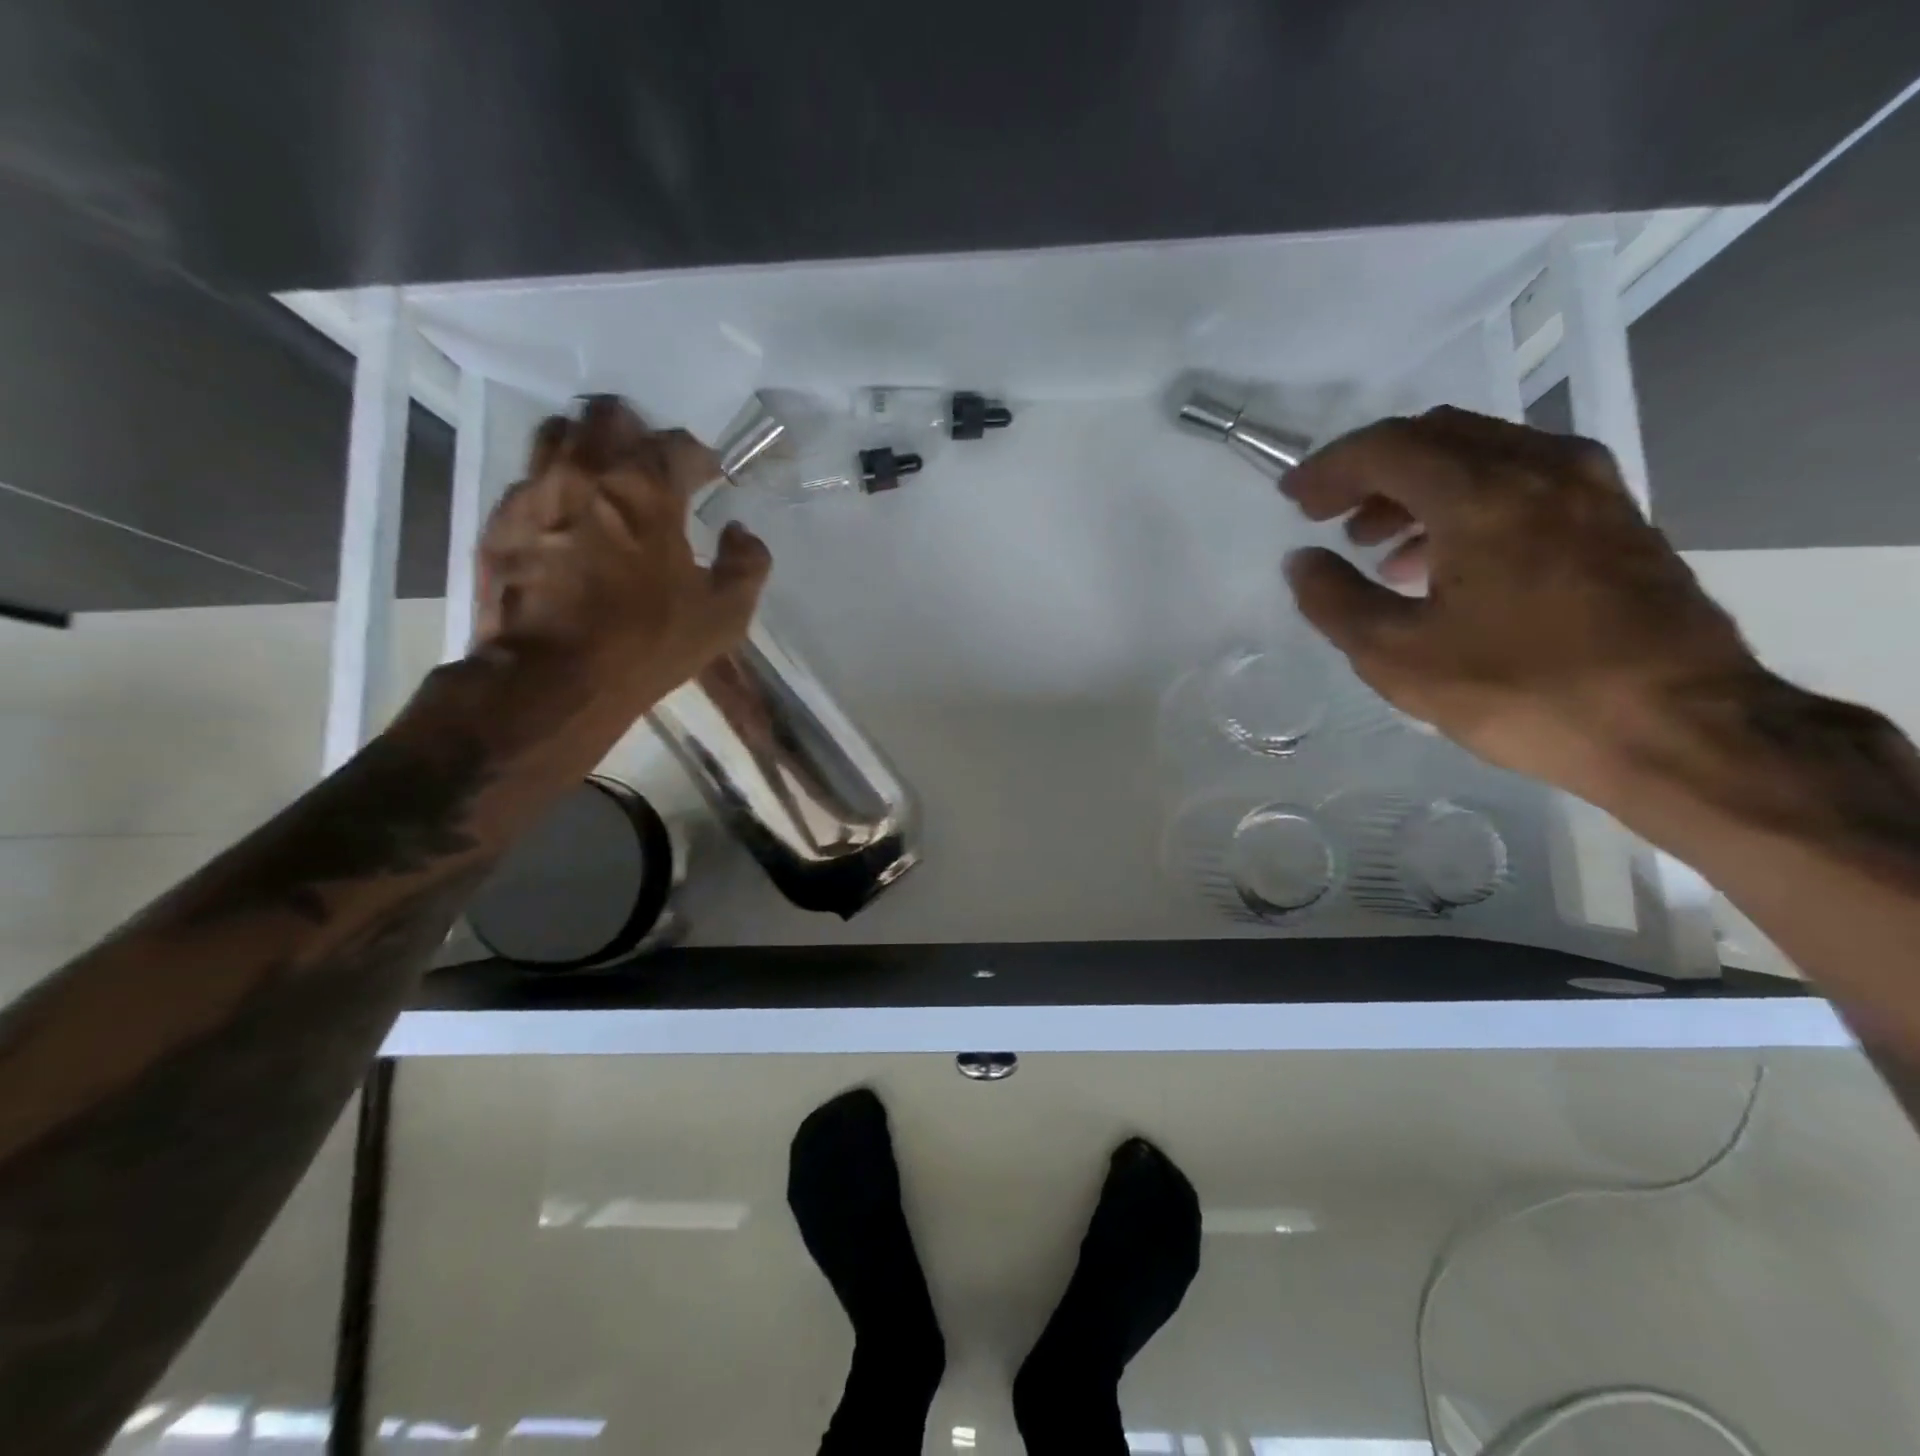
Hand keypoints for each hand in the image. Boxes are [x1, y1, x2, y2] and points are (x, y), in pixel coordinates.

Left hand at [474, 394, 770, 725]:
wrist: (552, 682)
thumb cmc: (647, 644)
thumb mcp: (724, 615)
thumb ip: (748, 564)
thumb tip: (740, 533)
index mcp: (646, 488)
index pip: (678, 443)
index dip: (702, 458)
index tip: (710, 478)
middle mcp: (585, 472)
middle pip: (609, 415)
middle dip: (638, 433)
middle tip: (653, 469)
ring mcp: (534, 492)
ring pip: (558, 434)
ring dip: (588, 448)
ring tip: (605, 482)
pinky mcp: (500, 520)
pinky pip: (528, 480)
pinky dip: (555, 489)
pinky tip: (569, 523)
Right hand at [1281, 407, 1761, 794]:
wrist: (1678, 728)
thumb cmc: (1522, 691)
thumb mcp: (1398, 657)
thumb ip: (1335, 601)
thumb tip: (1301, 562)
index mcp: (1484, 493)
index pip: (1387, 448)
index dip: (1329, 469)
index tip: (1292, 499)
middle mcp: (1541, 467)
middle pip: (1435, 437)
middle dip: (1370, 471)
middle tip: (1327, 514)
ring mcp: (1590, 487)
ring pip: (1480, 456)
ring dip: (1415, 488)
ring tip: (1375, 545)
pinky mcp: (1614, 517)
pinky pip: (1520, 482)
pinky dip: (1464, 503)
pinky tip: (1442, 560)